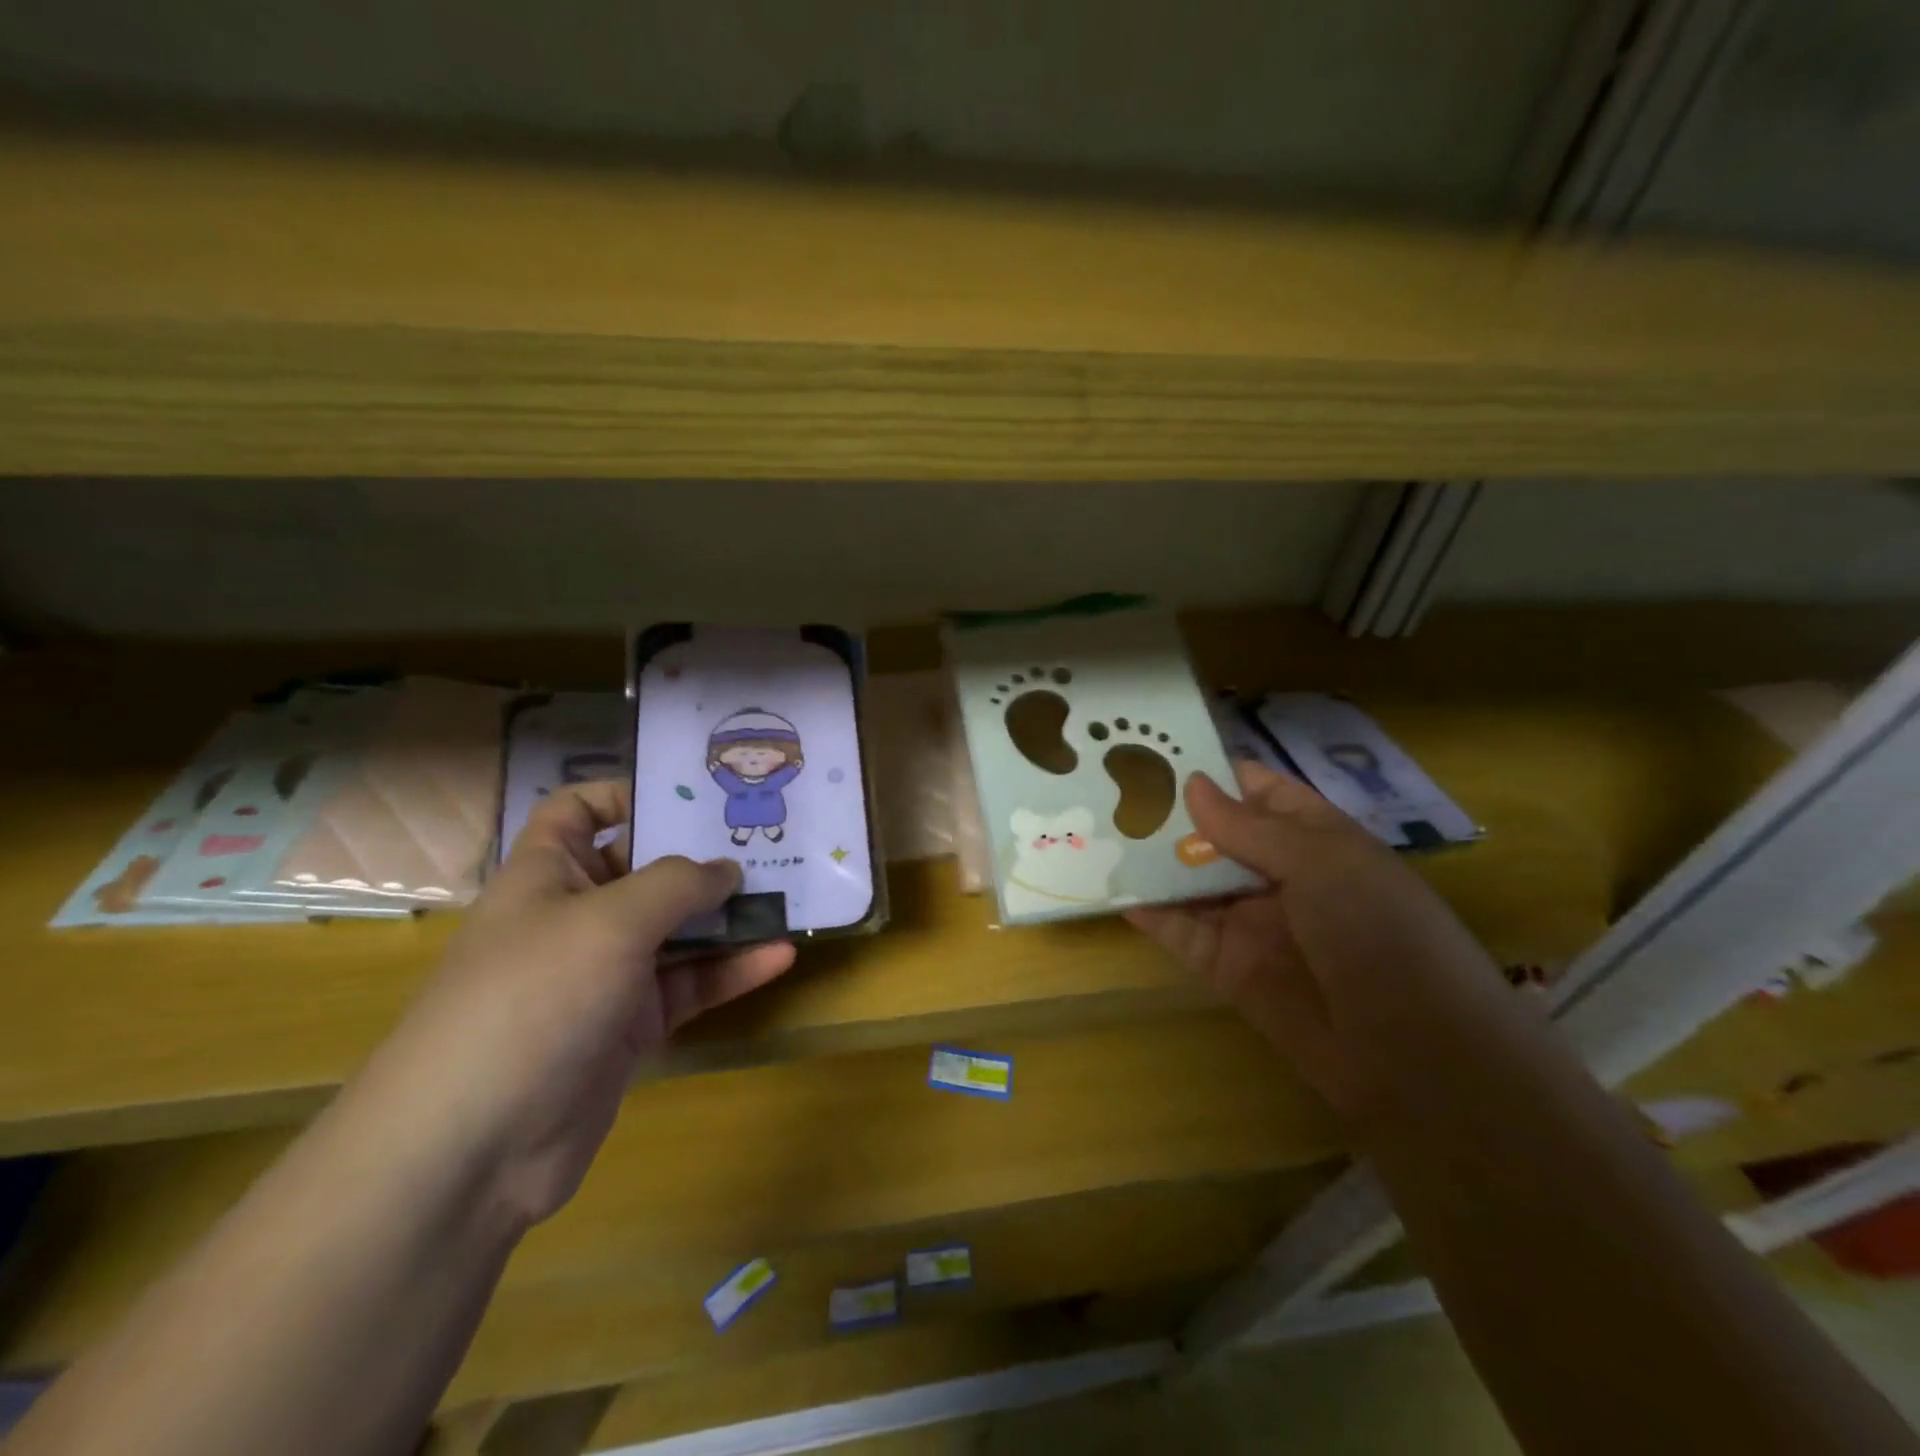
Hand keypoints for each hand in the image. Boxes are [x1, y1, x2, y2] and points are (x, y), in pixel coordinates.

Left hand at [359, 782, 794, 1230]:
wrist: (473, 1150)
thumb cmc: (532, 999)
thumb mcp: (610, 921)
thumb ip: (678, 884)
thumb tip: (727, 869)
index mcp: (549, 874)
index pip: (580, 811)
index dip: (628, 794)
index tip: (695, 795)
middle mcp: (577, 917)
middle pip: (647, 869)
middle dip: (703, 856)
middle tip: (768, 839)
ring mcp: (606, 975)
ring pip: (678, 931)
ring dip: (730, 916)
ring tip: (791, 893)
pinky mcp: (631, 1026)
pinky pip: (690, 984)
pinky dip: (732, 970)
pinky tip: (780, 955)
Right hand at [1126, 763, 1513, 1123]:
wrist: (1416, 1057)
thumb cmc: (1380, 933)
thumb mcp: (1322, 864)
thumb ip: (1249, 827)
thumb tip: (1192, 784)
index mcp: (1315, 839)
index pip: (1258, 791)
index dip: (1214, 771)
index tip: (1156, 751)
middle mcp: (1279, 875)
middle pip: (1216, 835)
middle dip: (1170, 814)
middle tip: (1106, 788)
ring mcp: (1251, 922)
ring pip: (1192, 882)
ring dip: (1152, 861)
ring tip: (1099, 832)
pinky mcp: (1228, 967)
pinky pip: (1182, 932)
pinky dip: (1151, 913)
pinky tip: (1114, 890)